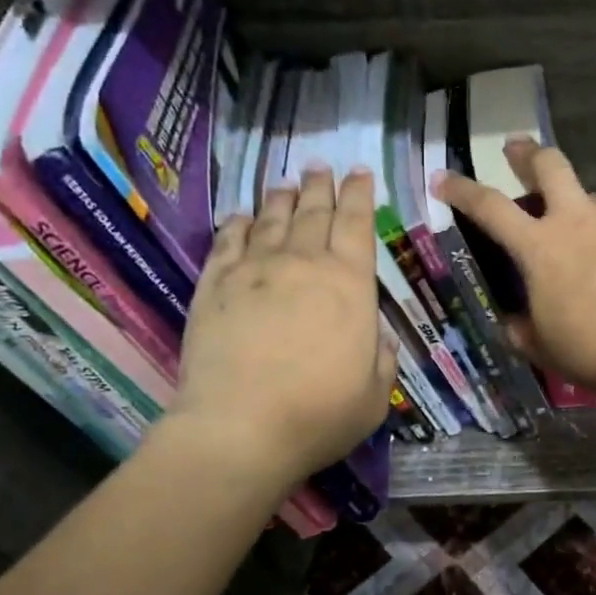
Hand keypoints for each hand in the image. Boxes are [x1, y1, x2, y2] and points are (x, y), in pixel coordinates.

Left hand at [166, 165, 396, 489]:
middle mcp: (303, 264)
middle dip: (320, 186)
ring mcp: (254, 271)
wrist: (240, 427)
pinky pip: (227, 242)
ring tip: (285, 182)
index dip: (360, 194)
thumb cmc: (319, 413)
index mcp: (349, 284)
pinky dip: (236, 224)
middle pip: (313, 212)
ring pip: (270, 220)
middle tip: (320, 167)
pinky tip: (240, 216)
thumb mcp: (374, 395)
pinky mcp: (214, 286)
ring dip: (280, 198)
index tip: (360, 172)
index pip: (357, 224)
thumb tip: (377, 337)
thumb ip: (381, 359)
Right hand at [433, 139, 595, 402]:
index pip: (489, 207)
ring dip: (579, 209)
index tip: (443, 177)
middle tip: (517, 149)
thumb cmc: (594, 350)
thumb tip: (515, 322)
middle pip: (550, 166)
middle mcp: (577, 222)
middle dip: (528, 153)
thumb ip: (522, 329)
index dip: (462, 189)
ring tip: (583, 239)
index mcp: (539, 247)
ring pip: (592, 199)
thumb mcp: (543, 347)